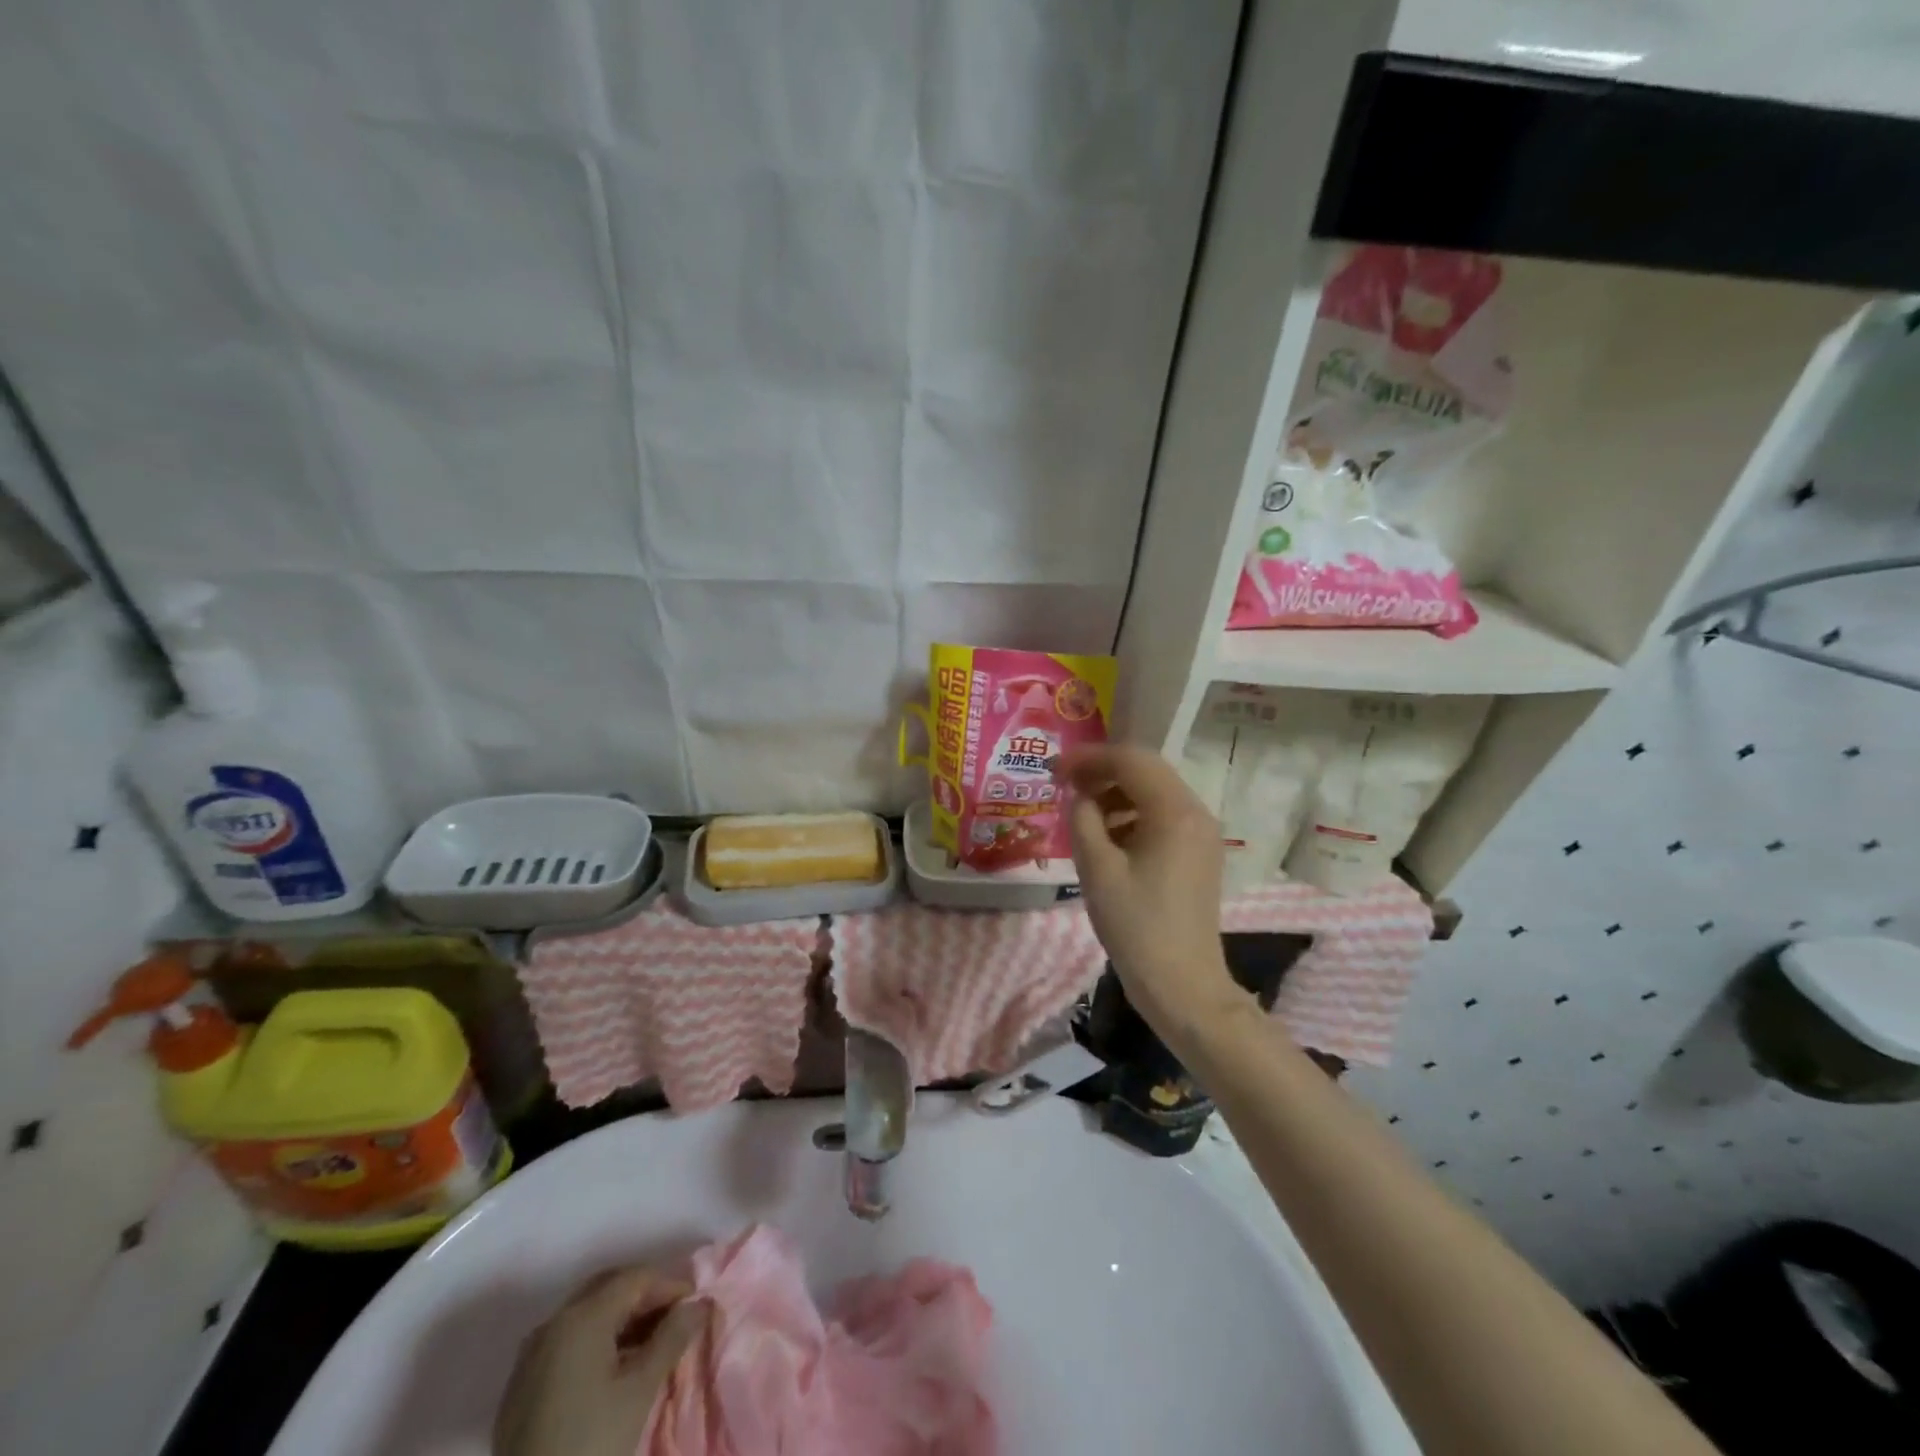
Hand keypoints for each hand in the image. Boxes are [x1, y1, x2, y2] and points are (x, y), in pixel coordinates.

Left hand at [493, 1267, 707, 1455]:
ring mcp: (531, 1355)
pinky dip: (597, 1339)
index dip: (670, 1286)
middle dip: (645, 1296)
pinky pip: (567, 1340)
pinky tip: (614, 1366)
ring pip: (587, 1313)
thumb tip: (699, 1304)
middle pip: (609, 1287)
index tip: (695, 1306)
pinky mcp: (521, 1385)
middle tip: (675, 1318)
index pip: (636, 1278)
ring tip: (651, 1342)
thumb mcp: (640, 1391)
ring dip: (622, 1317)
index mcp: (581, 1317)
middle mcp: (553, 1323)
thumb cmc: (590, 1446)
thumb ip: (672, 1338)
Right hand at [1056, 744, 1244, 1033]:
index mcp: (1174, 812)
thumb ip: (1083, 820)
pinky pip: (1163, 815)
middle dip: (1102, 770)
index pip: (1131, 760)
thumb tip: (1079, 797)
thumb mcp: (1097, 869)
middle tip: (1064, 783)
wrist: (1183, 986)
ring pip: (1155, 791)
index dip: (1089, 758)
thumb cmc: (1136, 927)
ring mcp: (1202, 833)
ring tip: (1081, 811)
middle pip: (1146, 770)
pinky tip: (1107, 836)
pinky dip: (1132, 814)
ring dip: (1117, 792)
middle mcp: (1196, 812)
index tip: (1053, 769)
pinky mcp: (1199, 853)